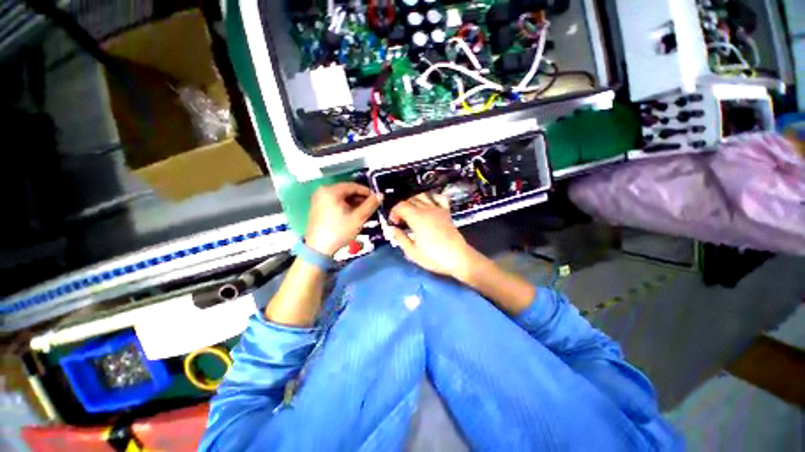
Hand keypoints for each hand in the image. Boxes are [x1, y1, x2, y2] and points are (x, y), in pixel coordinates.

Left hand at [306, 183, 379, 255]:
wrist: (319, 249)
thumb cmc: (339, 231)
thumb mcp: (358, 218)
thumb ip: (370, 205)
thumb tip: (380, 195)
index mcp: (331, 191)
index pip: (353, 186)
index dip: (366, 191)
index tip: (376, 198)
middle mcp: (322, 191)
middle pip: (346, 190)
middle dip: (360, 197)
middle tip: (371, 205)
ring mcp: (318, 199)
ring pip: (341, 197)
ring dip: (354, 202)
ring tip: (364, 211)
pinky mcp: (318, 207)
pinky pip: (335, 202)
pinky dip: (345, 205)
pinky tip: (353, 213)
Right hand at [388, 192, 475, 279]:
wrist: (458, 258)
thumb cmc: (434, 257)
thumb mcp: (412, 252)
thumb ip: (400, 238)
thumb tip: (392, 229)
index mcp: (417, 218)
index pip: (401, 206)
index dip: (394, 212)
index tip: (393, 223)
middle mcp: (427, 210)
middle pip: (410, 200)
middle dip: (402, 208)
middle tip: (401, 221)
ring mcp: (438, 209)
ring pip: (423, 196)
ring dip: (413, 201)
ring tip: (411, 213)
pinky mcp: (446, 212)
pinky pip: (439, 198)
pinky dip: (432, 197)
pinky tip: (428, 206)